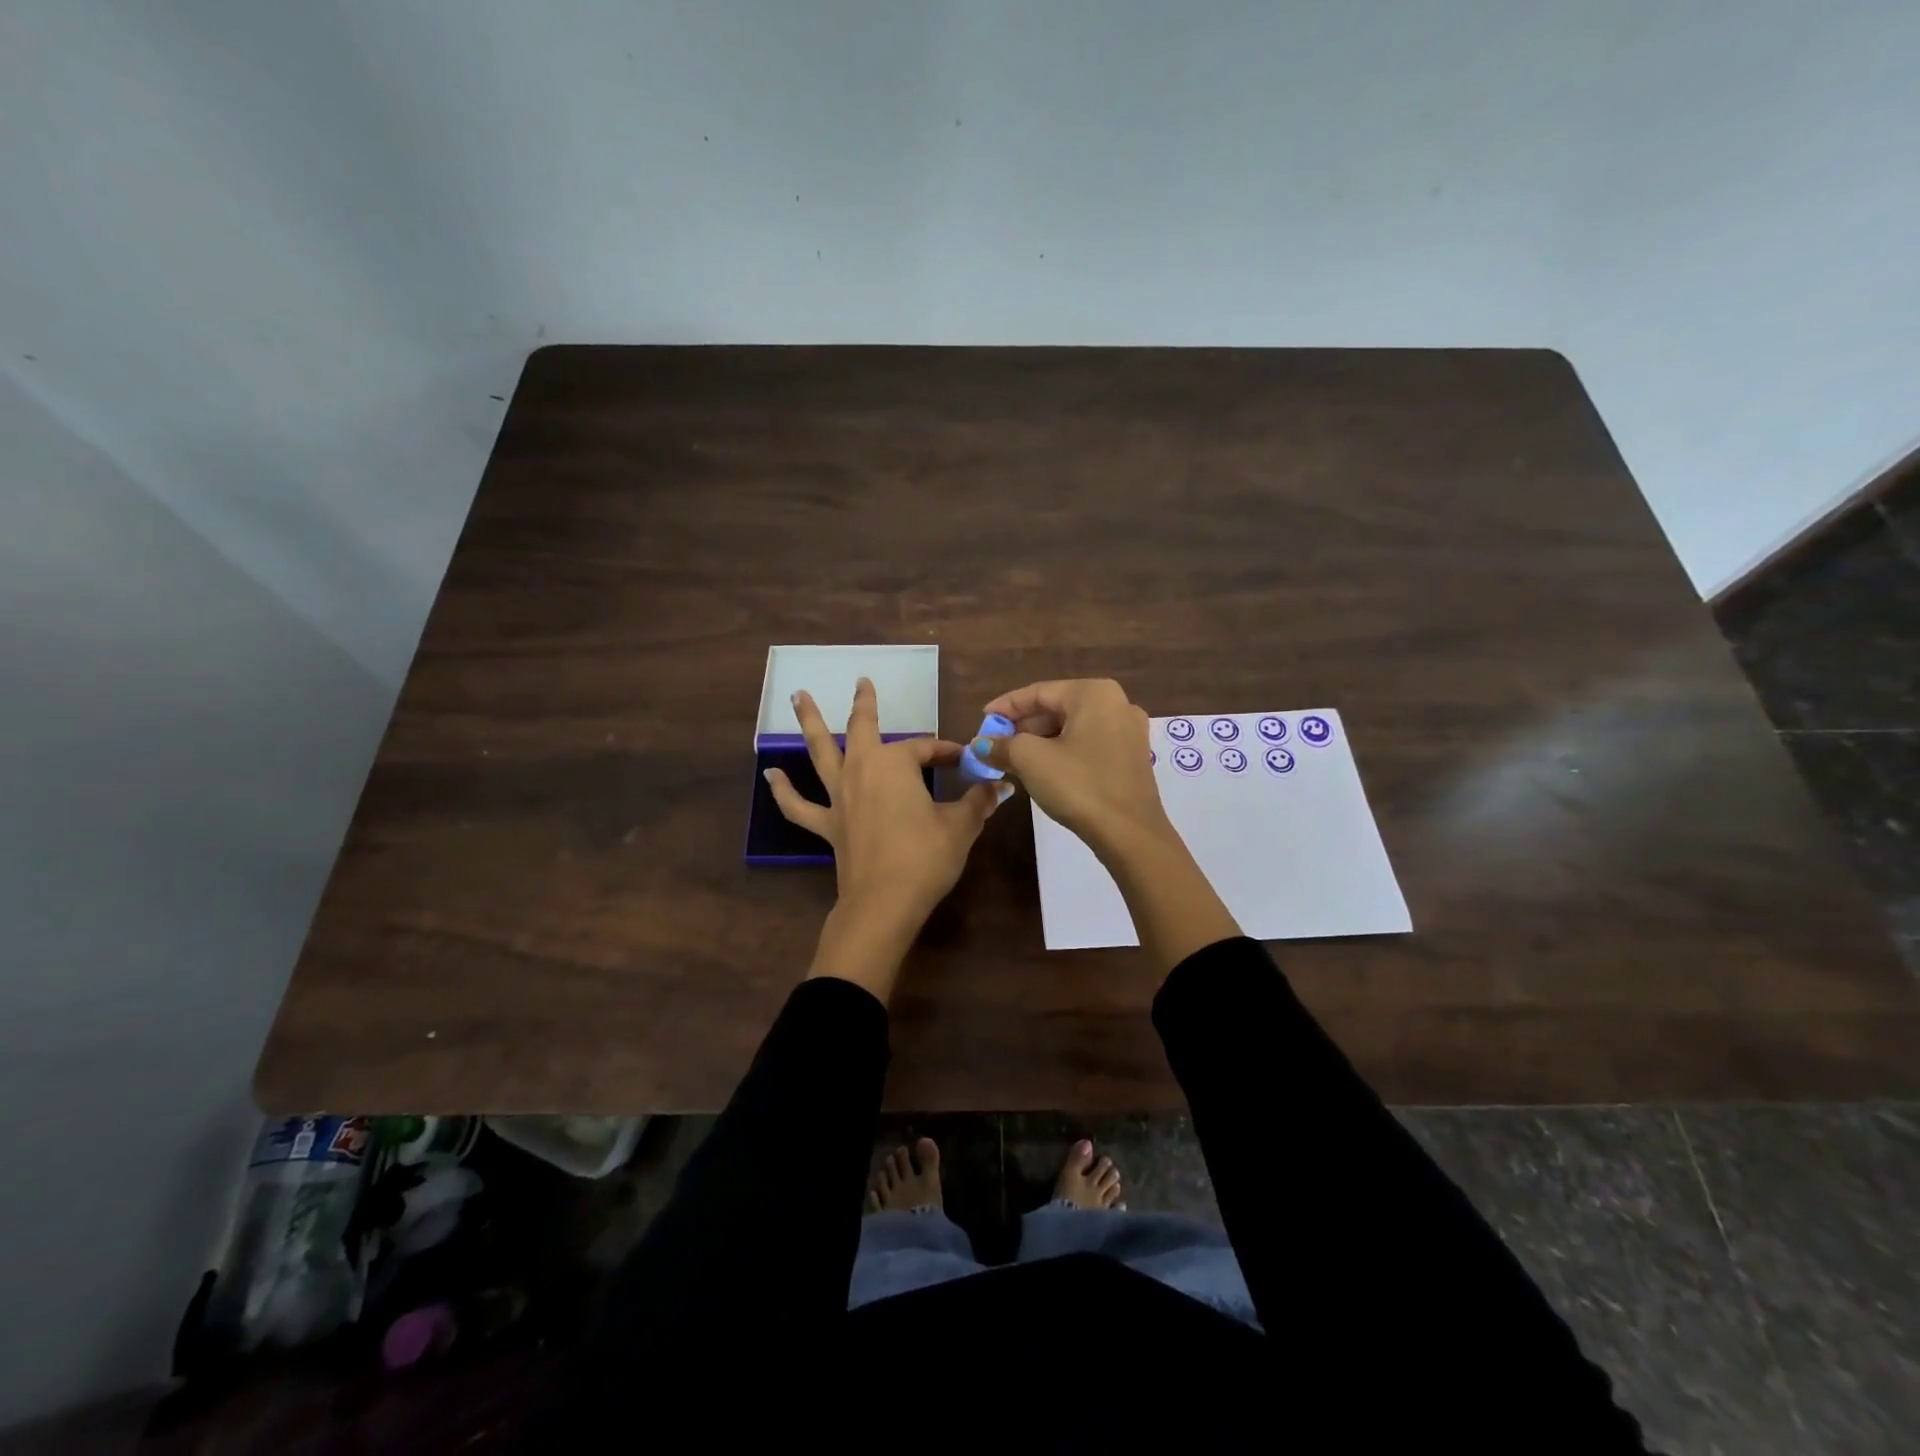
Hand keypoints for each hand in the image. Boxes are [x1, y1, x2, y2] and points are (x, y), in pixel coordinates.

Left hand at [765, 677, 1006, 945]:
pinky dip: (784, 790)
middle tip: (862, 681)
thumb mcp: (960, 826)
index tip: (966, 761)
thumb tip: (999, 786)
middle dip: (865, 704)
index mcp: (895, 764)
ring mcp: (839, 796)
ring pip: (821, 752)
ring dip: (810, 722)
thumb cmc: (926, 858)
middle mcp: (862, 770)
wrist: (885, 903)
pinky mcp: (828, 825)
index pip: (926, 749)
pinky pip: (799, 806)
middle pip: (863, 728)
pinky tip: (772, 775)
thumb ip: (978, 802)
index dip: (947, 752)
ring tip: (797, 697)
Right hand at [969, 678, 1168, 857]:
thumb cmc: (1079, 785)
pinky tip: (1042, 769)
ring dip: (1040, 741)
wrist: (1130, 834)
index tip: (982, 719)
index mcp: (1094, 693)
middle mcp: (1117, 703)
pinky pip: (1088, 744)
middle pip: (1057, 708)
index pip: (1039, 692)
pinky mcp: (1132, 757)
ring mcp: (1129, 731)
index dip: (1006, 706)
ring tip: (1012, 759)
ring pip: (1072, 728)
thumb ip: (1002, 745)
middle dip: (1023, 726)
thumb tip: (980, 745)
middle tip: (995, 743)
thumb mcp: (1031, 760)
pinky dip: (1062, 751)